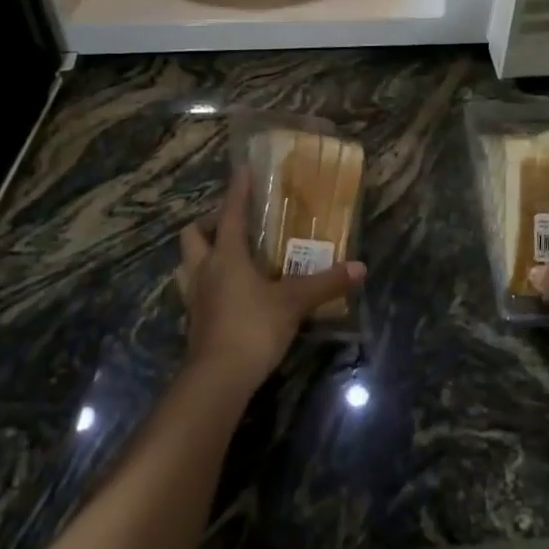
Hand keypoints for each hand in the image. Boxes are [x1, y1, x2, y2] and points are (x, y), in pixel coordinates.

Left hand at [176, 169, 365, 394]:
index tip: (243, 169)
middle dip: (209, 223)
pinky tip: (228, 291)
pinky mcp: (195, 321)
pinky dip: (208, 281)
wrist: (217, 379)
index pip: (229, 213)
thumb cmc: (253, 328)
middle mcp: (204, 270)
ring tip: (227, 255)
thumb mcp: (294, 303)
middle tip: (233, 223)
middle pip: (193, 234)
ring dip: (202, 252)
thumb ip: (326, 283)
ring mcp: (195, 297)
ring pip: (188, 262)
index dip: (237, 190)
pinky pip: (196, 289)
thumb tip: (360, 267)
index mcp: (226, 256)